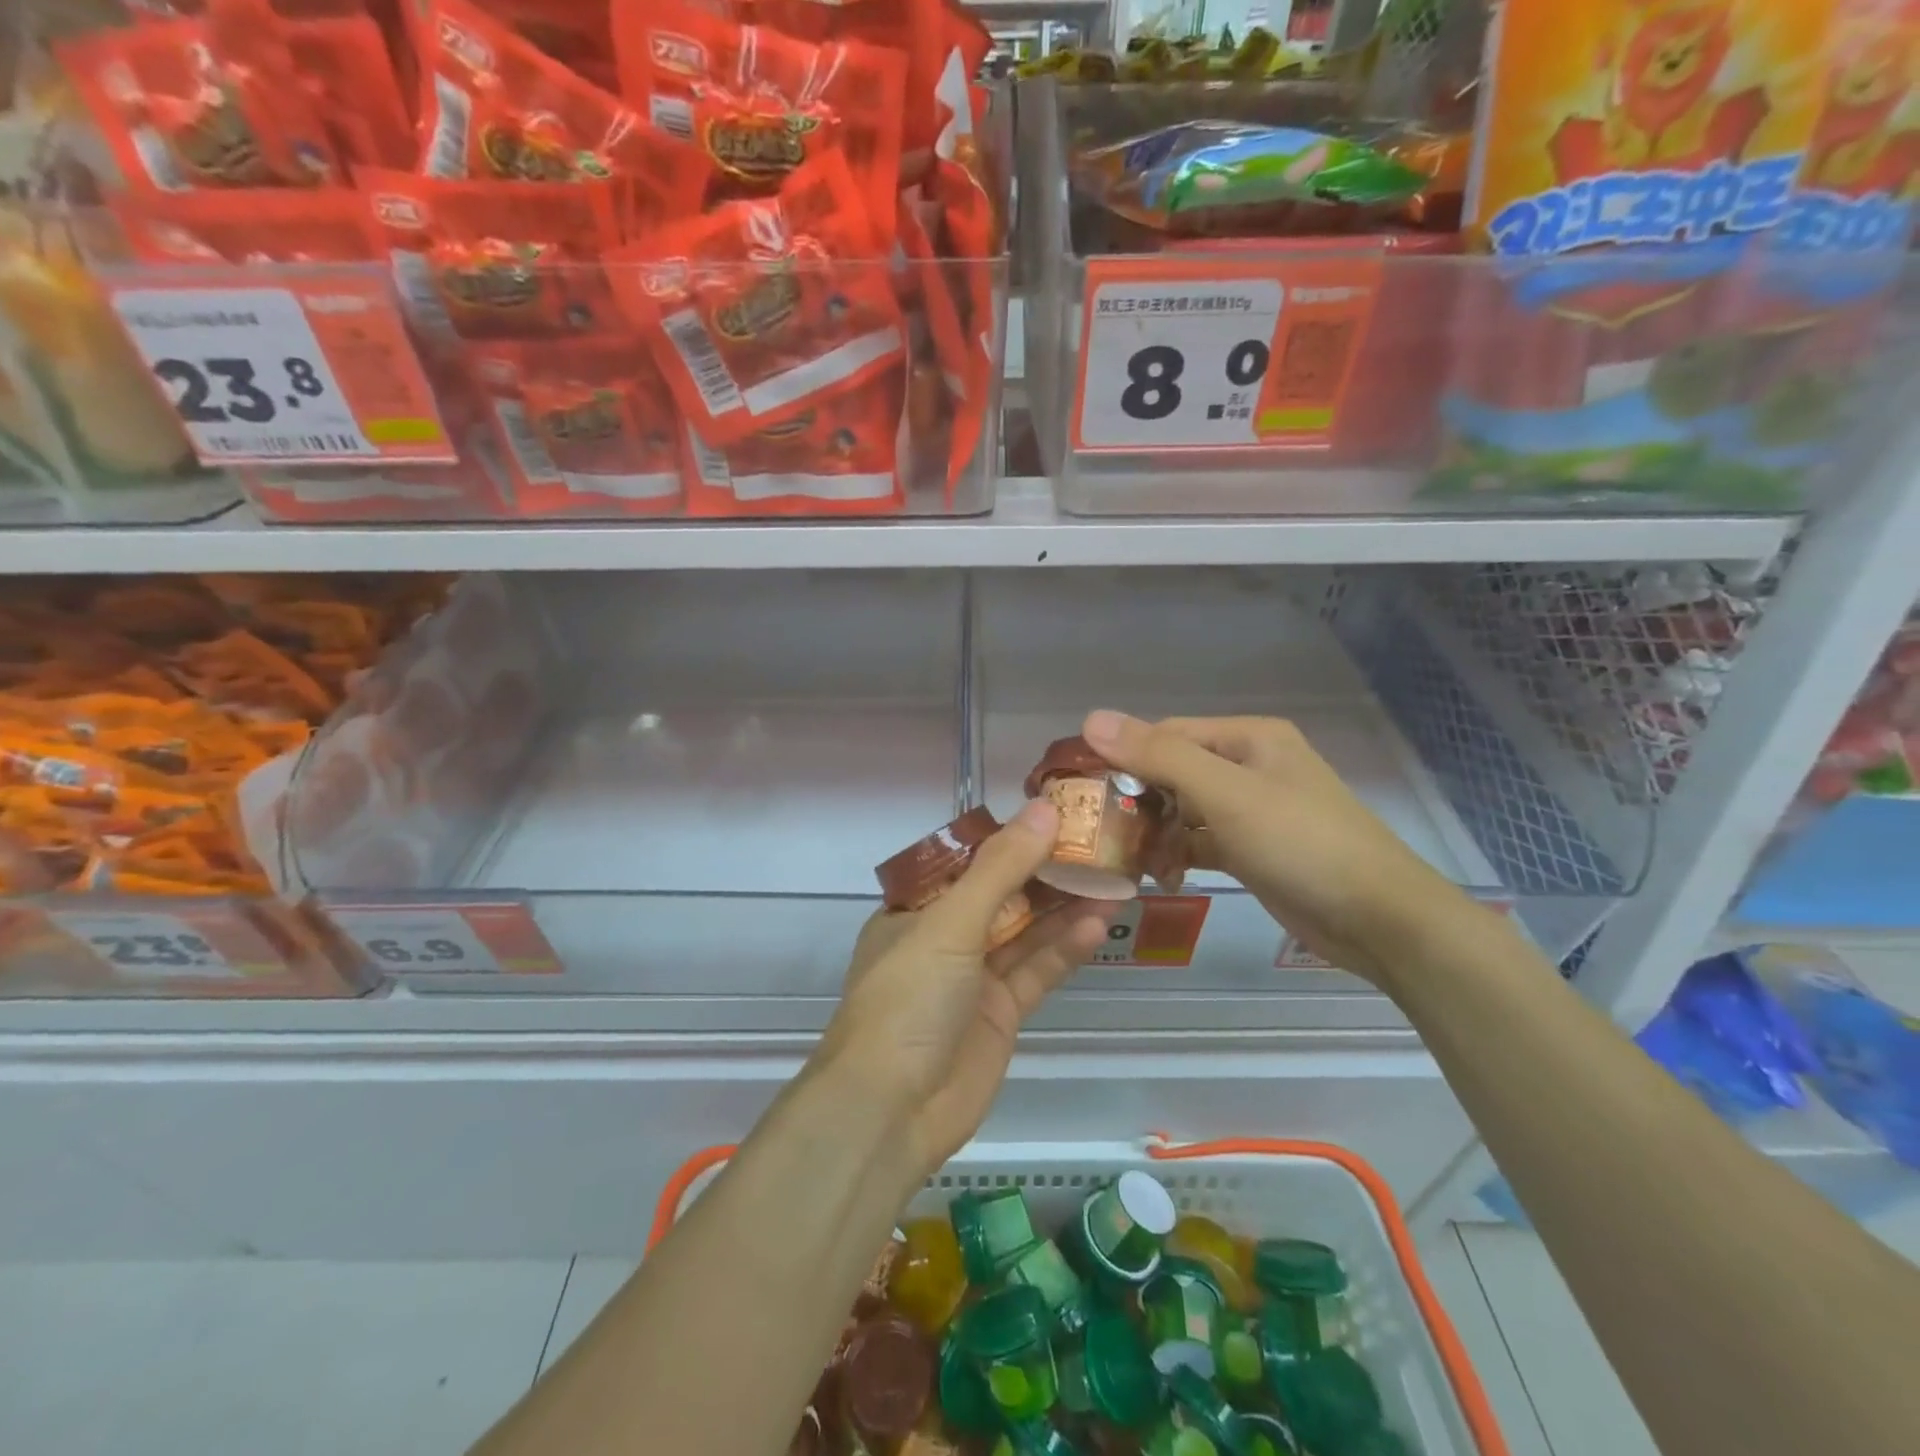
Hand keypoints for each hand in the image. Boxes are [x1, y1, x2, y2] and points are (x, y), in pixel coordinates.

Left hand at [815, 800, 1110, 1178]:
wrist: (892, 1111)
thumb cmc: (908, 999)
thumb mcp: (951, 923)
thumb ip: (1001, 868)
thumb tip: (1044, 809)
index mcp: (915, 909)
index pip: (968, 861)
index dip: (1011, 838)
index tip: (1056, 815)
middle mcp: (943, 938)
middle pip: (1002, 895)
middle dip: (1045, 872)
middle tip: (1097, 844)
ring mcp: (973, 978)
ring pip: (1024, 931)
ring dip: (1064, 907)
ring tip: (1112, 878)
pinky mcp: (1000, 1014)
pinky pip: (1036, 971)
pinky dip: (1065, 948)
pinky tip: (1098, 923)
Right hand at [1083, 709, 1482, 984]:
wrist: (1378, 920)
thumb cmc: (1301, 843)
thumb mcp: (1226, 795)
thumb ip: (1159, 756)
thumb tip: (1091, 718)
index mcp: (1247, 738)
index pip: (1165, 735)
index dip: (1123, 758)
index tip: (1085, 792)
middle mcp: (1248, 765)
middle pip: (1172, 773)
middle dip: (1139, 804)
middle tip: (1104, 835)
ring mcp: (1251, 809)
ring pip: (1182, 811)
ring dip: (1156, 835)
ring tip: (1135, 864)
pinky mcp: (1252, 848)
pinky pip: (1199, 841)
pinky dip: (1178, 855)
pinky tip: (1161, 878)